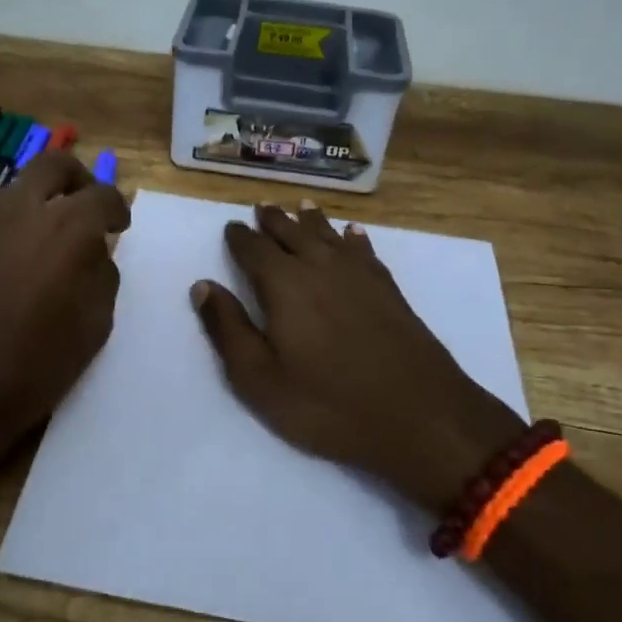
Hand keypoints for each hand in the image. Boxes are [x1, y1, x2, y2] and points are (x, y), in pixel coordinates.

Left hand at [0, 150, 129, 494]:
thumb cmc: (33, 367)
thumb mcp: (94, 326)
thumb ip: (101, 274)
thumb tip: (93, 253)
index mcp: (66, 227)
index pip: (102, 194)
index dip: (117, 208)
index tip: (118, 227)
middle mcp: (18, 210)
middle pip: (54, 164)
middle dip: (77, 179)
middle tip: (83, 208)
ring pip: (13, 194)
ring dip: (34, 209)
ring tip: (37, 250)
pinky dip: (0, 236)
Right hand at [191, 202, 525, 513]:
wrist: (419, 415)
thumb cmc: (328, 403)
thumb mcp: (259, 378)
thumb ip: (228, 329)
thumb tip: (202, 286)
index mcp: (284, 284)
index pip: (254, 249)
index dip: (240, 237)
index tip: (231, 227)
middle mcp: (320, 267)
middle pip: (292, 233)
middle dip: (274, 220)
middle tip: (262, 207)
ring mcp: (360, 276)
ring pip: (329, 235)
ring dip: (311, 220)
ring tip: (301, 207)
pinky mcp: (389, 290)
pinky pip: (365, 251)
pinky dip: (354, 239)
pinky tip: (353, 234)